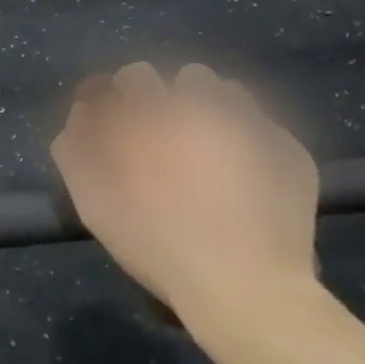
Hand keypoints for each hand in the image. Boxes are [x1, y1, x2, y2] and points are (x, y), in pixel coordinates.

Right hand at [50, 63, 319, 319]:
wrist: (244, 285)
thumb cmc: (158, 245)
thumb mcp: (96, 205)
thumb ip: (76, 151)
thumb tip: (79, 114)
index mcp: (154, 113)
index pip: (130, 79)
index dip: (123, 98)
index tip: (121, 121)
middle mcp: (203, 103)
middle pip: (184, 78)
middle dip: (172, 101)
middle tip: (169, 145)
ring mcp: (252, 121)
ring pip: (227, 92)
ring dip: (212, 112)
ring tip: (210, 155)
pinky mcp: (288, 146)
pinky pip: (261, 126)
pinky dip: (249, 142)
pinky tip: (245, 179)